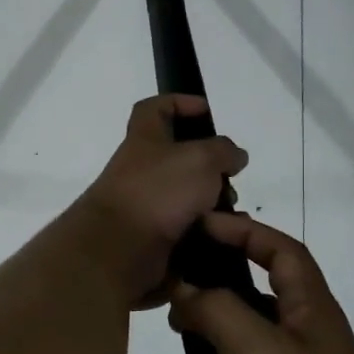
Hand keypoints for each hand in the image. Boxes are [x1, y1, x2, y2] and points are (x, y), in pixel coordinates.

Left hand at [73, 95, 248, 307]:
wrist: (119, 250)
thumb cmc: (158, 192)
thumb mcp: (200, 159)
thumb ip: (223, 151)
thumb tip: (234, 156)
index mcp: (145, 140)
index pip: (154, 108)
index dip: (179, 102)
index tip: (206, 111)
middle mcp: (141, 170)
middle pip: (178, 158)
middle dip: (210, 167)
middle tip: (231, 177)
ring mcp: (145, 206)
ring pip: (187, 198)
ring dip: (213, 203)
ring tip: (234, 213)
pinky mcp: (152, 239)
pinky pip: (187, 230)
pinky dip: (207, 233)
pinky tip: (226, 238)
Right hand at [169, 213, 353, 353]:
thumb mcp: (255, 351)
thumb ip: (216, 308)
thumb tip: (186, 287)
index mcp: (312, 314)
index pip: (281, 251)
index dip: (244, 230)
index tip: (198, 225)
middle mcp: (302, 344)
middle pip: (251, 302)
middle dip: (208, 303)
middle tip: (168, 304)